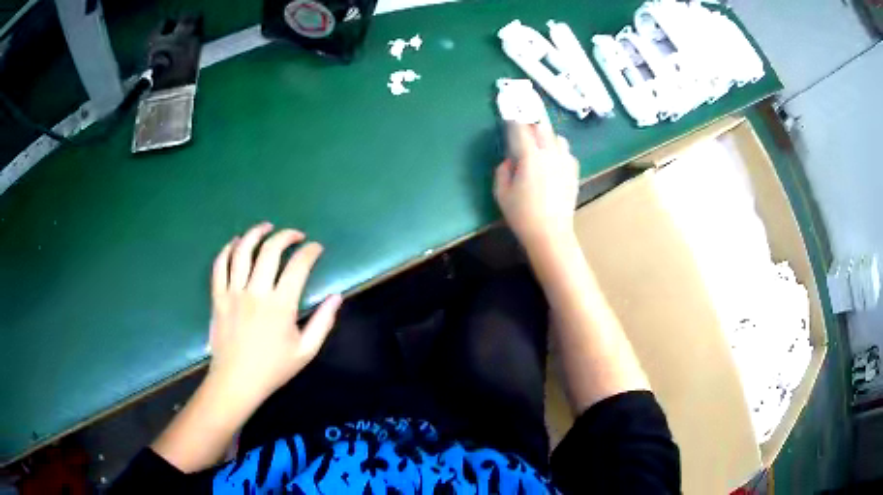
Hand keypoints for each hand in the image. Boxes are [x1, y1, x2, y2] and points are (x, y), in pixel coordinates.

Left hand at [206, 222, 341, 410]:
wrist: (236, 381)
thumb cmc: (273, 369)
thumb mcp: (306, 352)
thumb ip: (323, 323)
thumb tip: (336, 296)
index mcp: (280, 306)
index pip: (298, 266)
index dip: (310, 252)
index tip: (317, 248)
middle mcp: (256, 292)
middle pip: (269, 251)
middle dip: (285, 236)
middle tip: (295, 235)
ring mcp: (233, 292)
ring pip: (242, 251)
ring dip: (255, 234)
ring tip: (266, 227)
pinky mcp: (218, 297)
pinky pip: (220, 265)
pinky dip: (228, 249)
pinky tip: (236, 243)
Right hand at [494, 123, 579, 252]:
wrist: (551, 234)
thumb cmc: (522, 215)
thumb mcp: (501, 193)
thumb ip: (502, 171)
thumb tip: (509, 160)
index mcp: (530, 157)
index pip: (520, 129)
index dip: (513, 121)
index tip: (508, 117)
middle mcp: (550, 154)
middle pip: (542, 127)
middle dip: (531, 123)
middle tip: (524, 124)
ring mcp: (565, 162)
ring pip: (557, 138)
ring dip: (547, 136)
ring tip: (540, 144)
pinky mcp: (574, 172)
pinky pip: (567, 152)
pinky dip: (558, 151)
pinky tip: (553, 161)